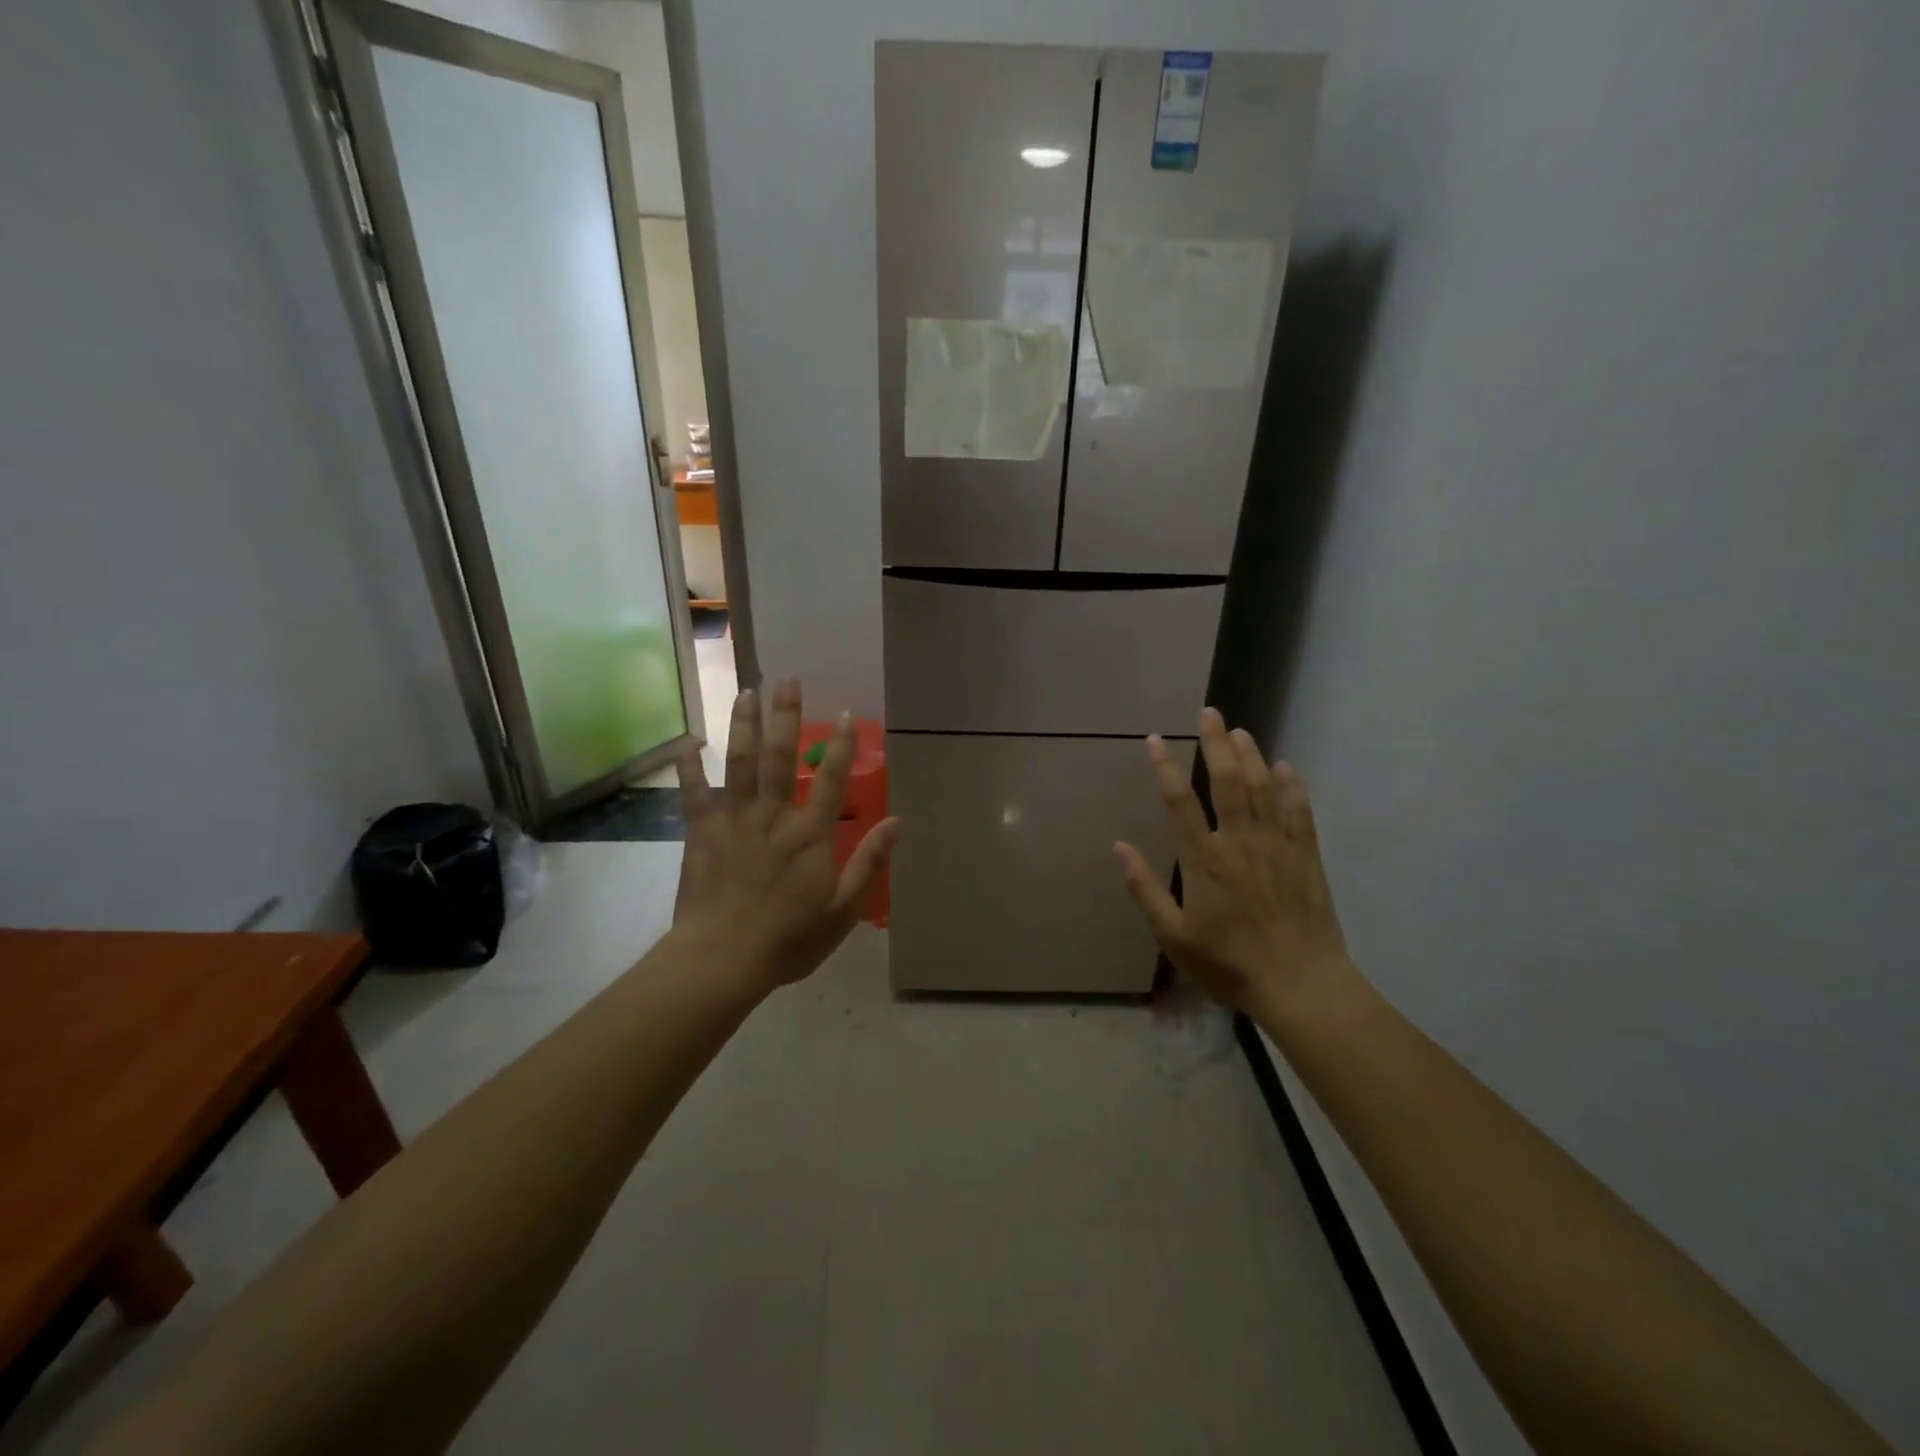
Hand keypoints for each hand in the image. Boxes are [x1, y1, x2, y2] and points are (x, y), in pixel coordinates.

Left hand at [673, 679, 898, 990]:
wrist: (723, 959)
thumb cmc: (789, 939)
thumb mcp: (843, 909)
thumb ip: (870, 862)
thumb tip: (897, 822)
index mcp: (810, 834)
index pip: (831, 779)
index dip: (842, 745)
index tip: (847, 712)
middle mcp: (773, 816)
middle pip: (781, 757)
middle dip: (786, 715)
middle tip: (787, 679)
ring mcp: (734, 820)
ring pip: (739, 763)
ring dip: (743, 725)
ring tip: (746, 691)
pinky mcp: (701, 832)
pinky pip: (694, 793)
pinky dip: (689, 767)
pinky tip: (687, 742)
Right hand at [1114, 707, 1353, 1019]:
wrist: (1300, 985)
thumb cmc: (1228, 963)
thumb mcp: (1174, 936)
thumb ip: (1145, 889)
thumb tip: (1119, 847)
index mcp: (1203, 860)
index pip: (1179, 803)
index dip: (1164, 768)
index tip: (1154, 740)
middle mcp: (1239, 842)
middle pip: (1226, 782)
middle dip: (1215, 744)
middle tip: (1209, 713)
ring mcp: (1276, 845)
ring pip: (1262, 788)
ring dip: (1250, 756)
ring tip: (1239, 731)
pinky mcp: (1306, 856)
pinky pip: (1299, 812)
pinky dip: (1292, 786)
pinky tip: (1286, 767)